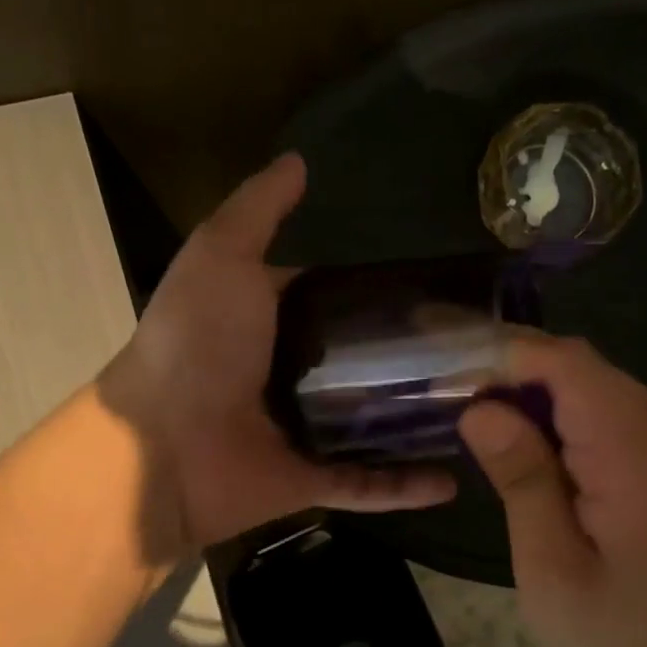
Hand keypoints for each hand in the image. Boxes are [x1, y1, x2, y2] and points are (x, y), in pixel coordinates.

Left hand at [100, 153, 455, 554]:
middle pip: (366, 366)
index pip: (341, 303)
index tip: (445, 293)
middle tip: (483, 354)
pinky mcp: (307, 480)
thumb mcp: (222, 256)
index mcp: (275, 322)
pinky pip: (366, 485)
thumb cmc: (195, 343)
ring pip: (374, 427)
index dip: (385, 296)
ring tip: (486, 413)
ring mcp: (301, 431)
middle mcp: (291, 376)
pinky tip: (453, 480)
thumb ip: (259, 209)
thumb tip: (299, 159)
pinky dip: (405, 487)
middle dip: (418, 361)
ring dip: (420, 422)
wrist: (160, 446)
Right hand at [458, 333, 646, 646]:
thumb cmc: (623, 638)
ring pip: (595, 385)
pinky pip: (612, 411)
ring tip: (482, 422)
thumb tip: (480, 409)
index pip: (568, 365)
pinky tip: (532, 446)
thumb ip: (521, 479)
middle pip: (581, 368)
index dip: (504, 355)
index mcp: (640, 454)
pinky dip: (564, 416)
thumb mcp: (551, 569)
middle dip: (513, 373)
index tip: (447, 370)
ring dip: (536, 395)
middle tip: (452, 399)